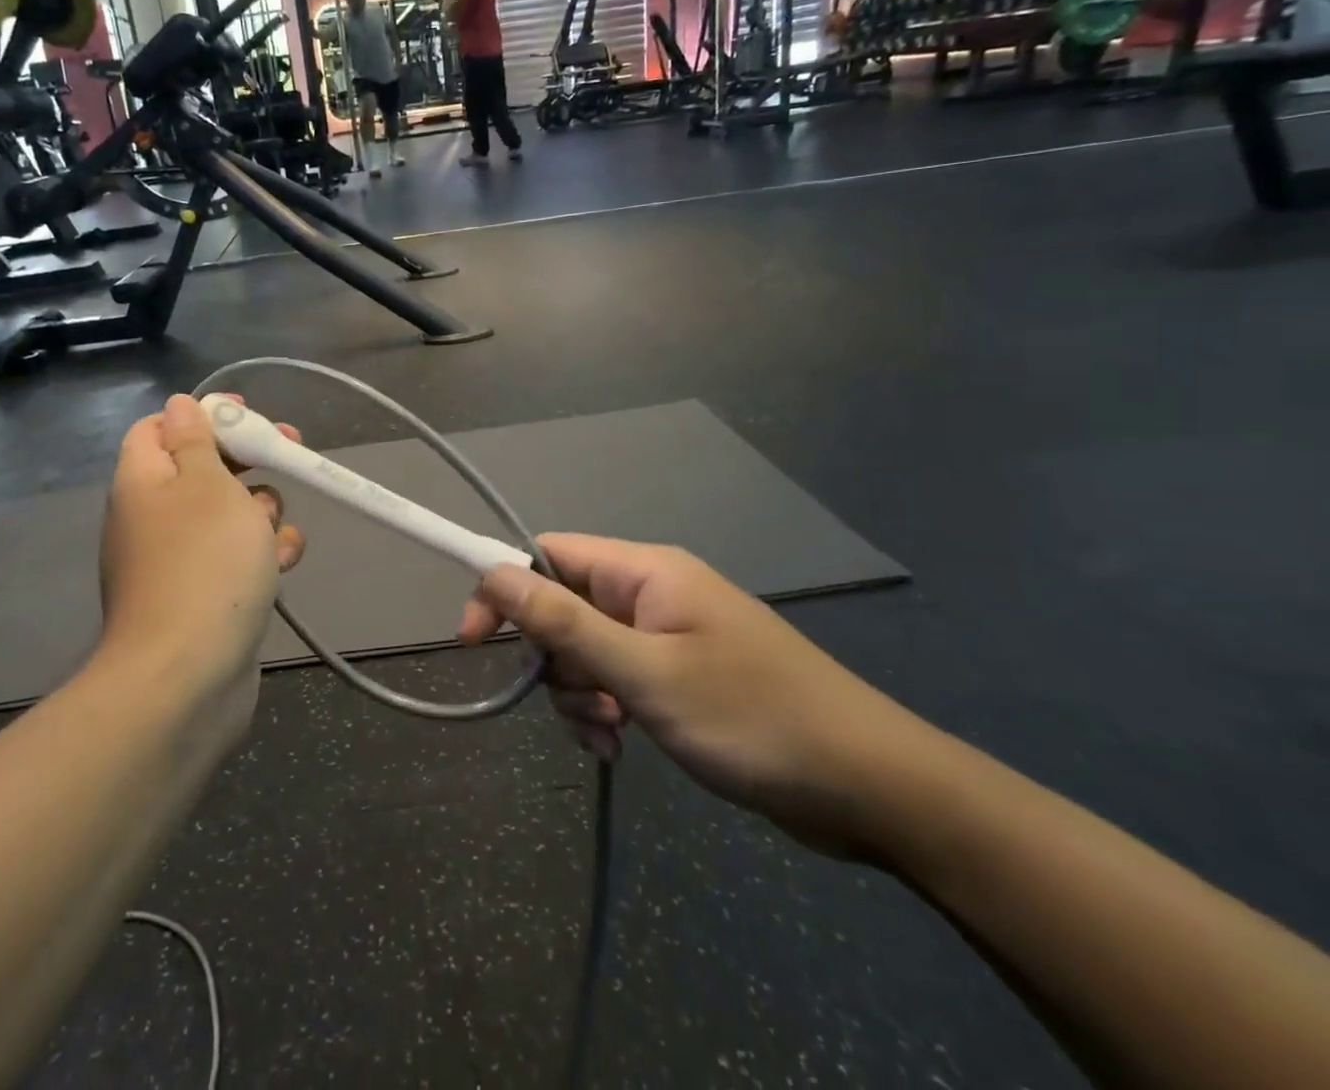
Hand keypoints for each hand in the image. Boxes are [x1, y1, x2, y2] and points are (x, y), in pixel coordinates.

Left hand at [100, 395, 305, 696]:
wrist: (188, 676)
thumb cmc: (204, 562)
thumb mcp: (207, 483)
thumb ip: (196, 439)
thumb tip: (179, 405)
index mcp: (143, 481)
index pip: (159, 427)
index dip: (203, 414)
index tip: (247, 414)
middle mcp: (153, 517)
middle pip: (202, 468)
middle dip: (249, 460)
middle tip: (290, 451)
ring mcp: (178, 561)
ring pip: (227, 515)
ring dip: (261, 511)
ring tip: (275, 530)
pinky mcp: (204, 597)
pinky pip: (235, 559)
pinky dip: (260, 554)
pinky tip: (283, 563)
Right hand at [459, 534, 942, 856]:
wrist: (872, 788)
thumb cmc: (752, 718)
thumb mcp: (645, 673)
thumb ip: (564, 623)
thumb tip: (493, 573)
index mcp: (645, 572)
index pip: (548, 554)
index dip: (504, 587)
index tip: (471, 638)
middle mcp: (651, 593)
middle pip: (563, 606)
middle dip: (553, 658)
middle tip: (578, 703)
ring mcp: (667, 635)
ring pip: (585, 650)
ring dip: (579, 693)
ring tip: (609, 736)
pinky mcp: (679, 675)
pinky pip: (616, 679)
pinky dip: (605, 709)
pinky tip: (619, 745)